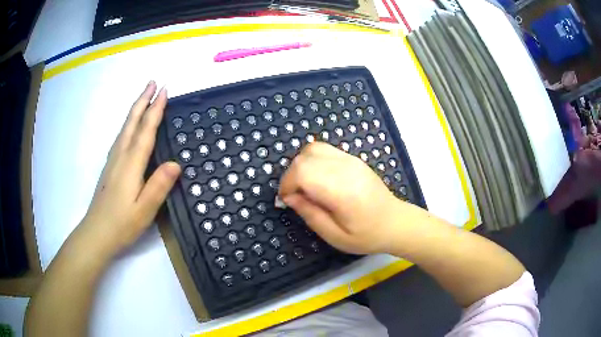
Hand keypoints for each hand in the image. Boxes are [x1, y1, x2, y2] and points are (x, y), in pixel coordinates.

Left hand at [81, 81, 179, 255]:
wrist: (97, 234)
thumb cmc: (122, 224)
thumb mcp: (145, 210)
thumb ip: (159, 186)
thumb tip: (176, 163)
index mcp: (131, 164)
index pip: (145, 130)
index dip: (155, 109)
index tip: (164, 91)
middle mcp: (120, 156)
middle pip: (132, 122)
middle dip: (143, 100)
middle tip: (153, 82)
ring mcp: (113, 160)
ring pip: (125, 128)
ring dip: (135, 109)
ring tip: (144, 97)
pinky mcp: (110, 167)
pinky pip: (121, 137)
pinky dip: (128, 124)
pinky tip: (130, 126)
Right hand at [278, 142, 404, 254]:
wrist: (395, 222)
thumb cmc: (366, 235)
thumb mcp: (334, 236)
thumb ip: (309, 214)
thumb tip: (290, 197)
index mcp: (342, 190)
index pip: (303, 171)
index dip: (287, 184)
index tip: (287, 201)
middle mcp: (345, 168)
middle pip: (304, 157)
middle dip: (291, 175)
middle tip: (295, 196)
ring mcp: (350, 160)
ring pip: (313, 148)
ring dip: (301, 165)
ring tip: (305, 186)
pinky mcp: (353, 158)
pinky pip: (324, 149)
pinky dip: (312, 160)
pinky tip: (318, 178)